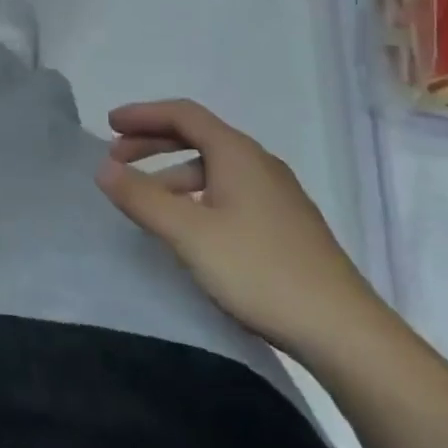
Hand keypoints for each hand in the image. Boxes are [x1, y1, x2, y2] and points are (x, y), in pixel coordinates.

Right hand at [96, 98, 386, 357]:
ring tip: (146, 198)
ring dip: (173, 172)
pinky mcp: (285, 226)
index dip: (143, 114)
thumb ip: (141, 197)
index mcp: (238, 154)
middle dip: (153, 142)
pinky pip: (229, 192)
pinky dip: (197, 194)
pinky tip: (188, 226)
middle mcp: (259, 164)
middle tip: (117, 158)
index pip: (183, 114)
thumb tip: (102, 168)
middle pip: (198, 136)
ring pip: (214, 168)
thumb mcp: (188, 233)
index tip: (108, 125)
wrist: (344, 332)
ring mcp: (277, 196)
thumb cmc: (259, 271)